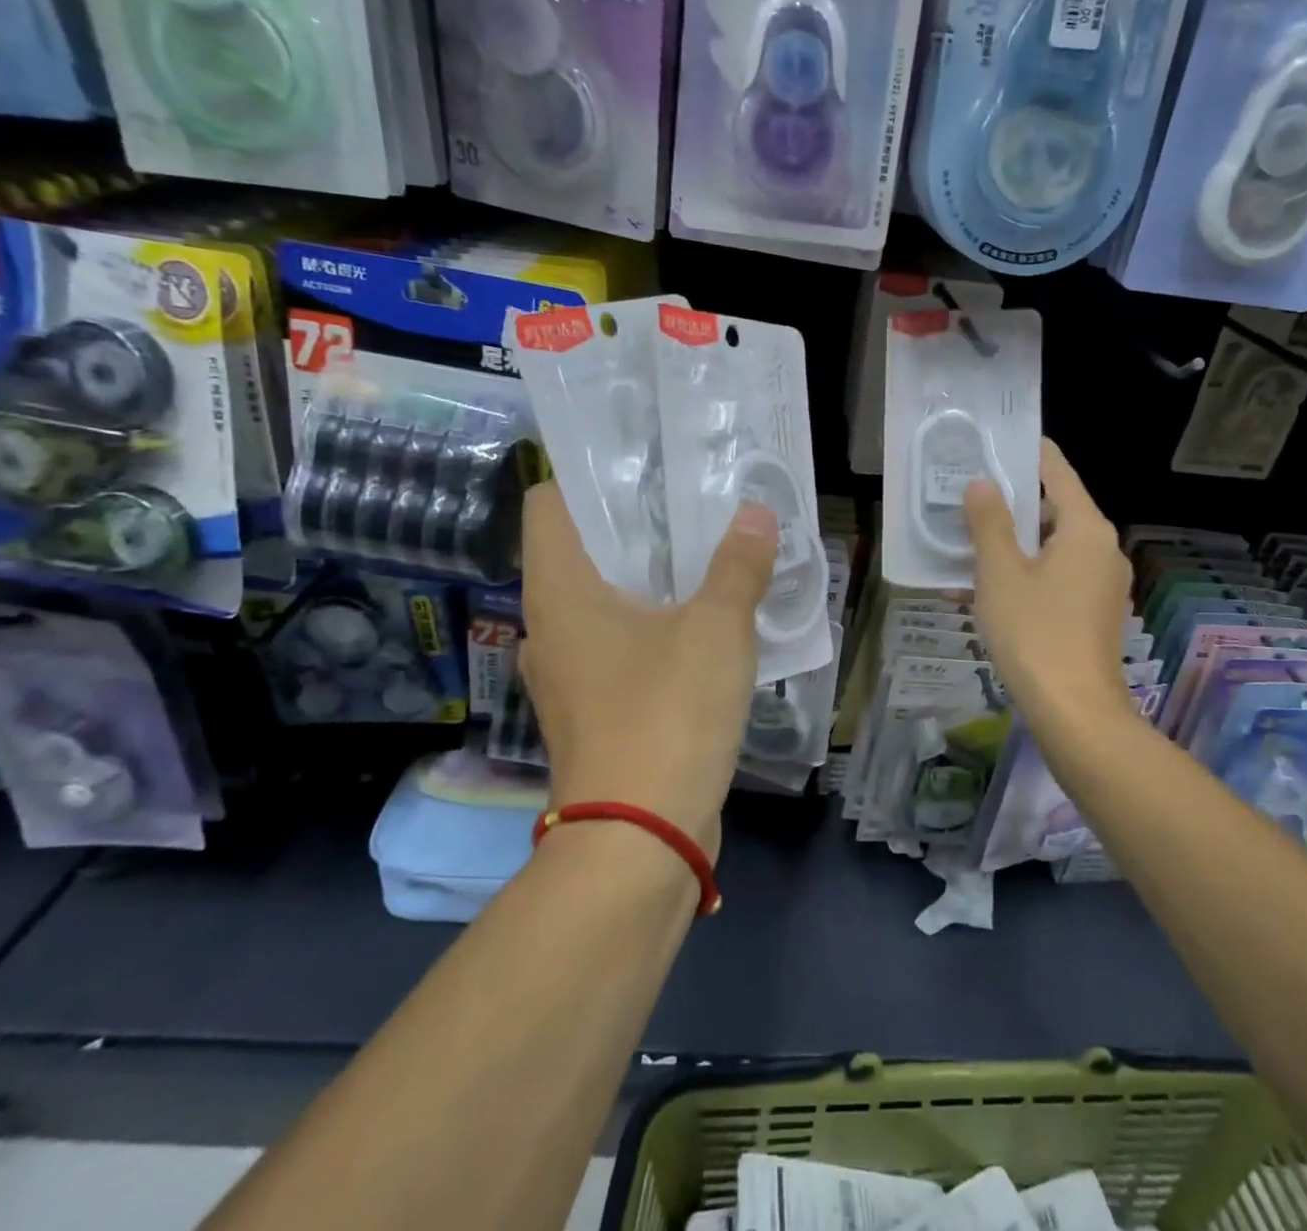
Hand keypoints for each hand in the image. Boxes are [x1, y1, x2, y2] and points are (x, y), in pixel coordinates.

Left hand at [518, 483, 778, 854]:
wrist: (640, 839)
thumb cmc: (665, 716)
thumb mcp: (716, 630)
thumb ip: (738, 566)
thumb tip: (757, 514)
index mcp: (560, 592)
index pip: (549, 504)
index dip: (590, 477)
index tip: (646, 466)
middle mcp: (549, 626)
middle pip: (581, 551)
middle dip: (635, 524)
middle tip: (692, 502)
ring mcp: (567, 673)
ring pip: (602, 601)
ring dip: (647, 577)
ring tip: (703, 554)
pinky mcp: (593, 708)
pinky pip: (618, 644)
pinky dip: (651, 624)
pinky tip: (700, 622)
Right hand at [963, 439, 1135, 748]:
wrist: (1075, 712)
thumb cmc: (1034, 632)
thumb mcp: (1000, 572)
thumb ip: (989, 522)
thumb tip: (981, 484)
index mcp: (1087, 529)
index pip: (1057, 471)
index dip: (1027, 452)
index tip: (996, 440)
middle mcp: (1104, 548)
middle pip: (1055, 510)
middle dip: (1011, 505)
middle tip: (968, 497)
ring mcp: (1103, 583)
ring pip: (1052, 547)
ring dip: (1012, 544)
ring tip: (966, 545)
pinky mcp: (1095, 613)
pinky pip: (1057, 577)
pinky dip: (1026, 574)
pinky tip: (985, 589)